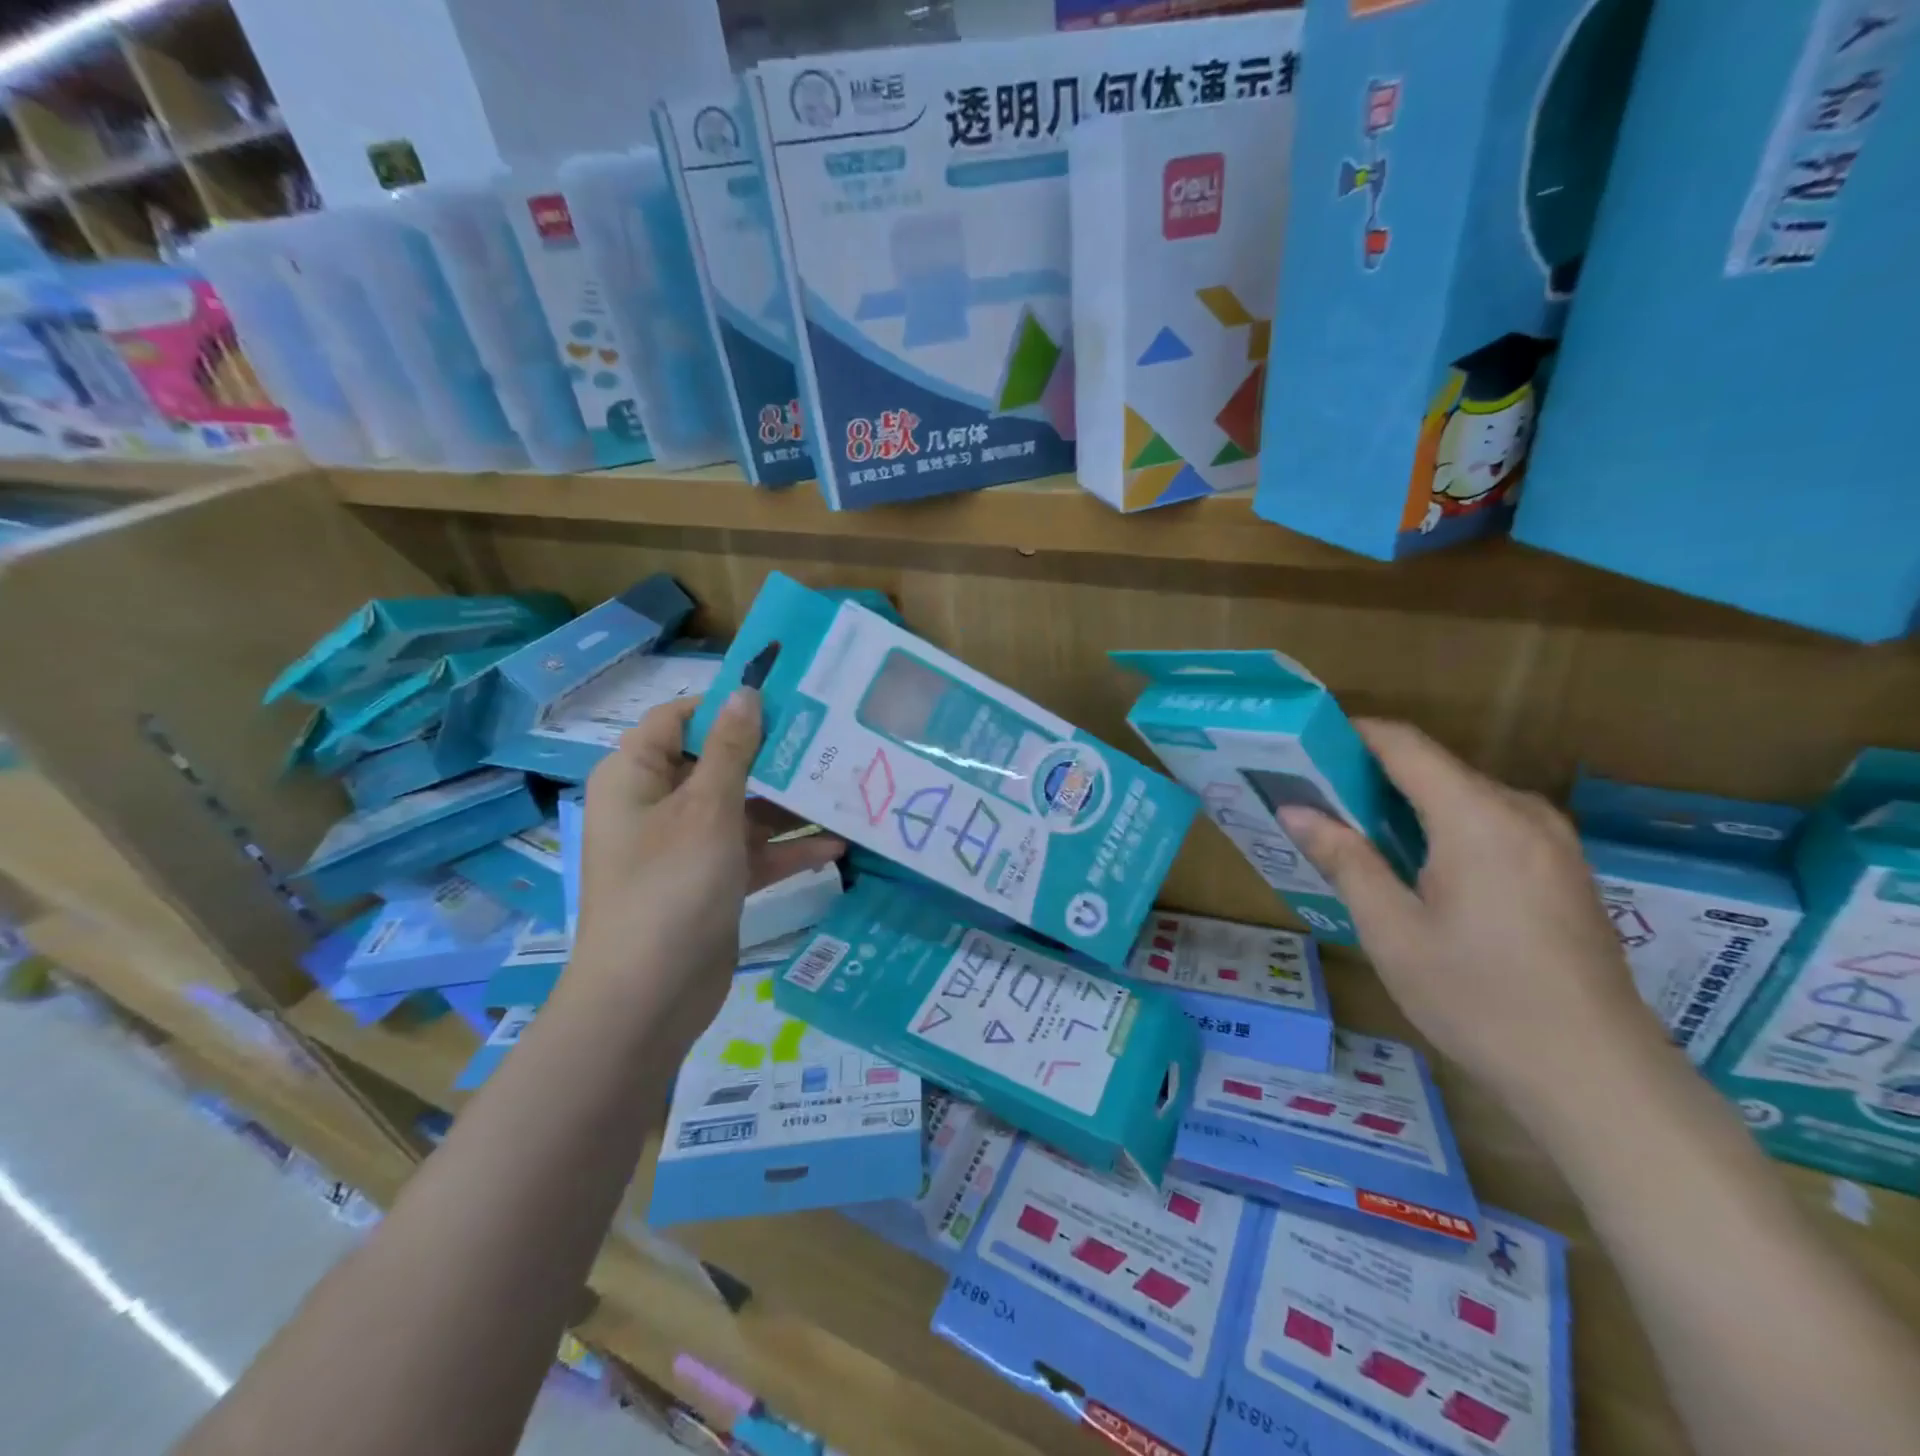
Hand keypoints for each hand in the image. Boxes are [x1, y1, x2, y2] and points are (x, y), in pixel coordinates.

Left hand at [571, 690, 844, 1045]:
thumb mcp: (706, 809)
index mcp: (637, 777)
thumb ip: (730, 749)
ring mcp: (686, 847)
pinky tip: (836, 846)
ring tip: (844, 788)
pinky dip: (786, 849)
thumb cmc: (671, 887)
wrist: (649, 999)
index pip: (680, 719)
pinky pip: (752, 853)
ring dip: (788, 806)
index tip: (783, 697)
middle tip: (829, 738)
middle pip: (719, 763)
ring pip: (742, 810)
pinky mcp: (712, 883)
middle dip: (772, 756)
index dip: (726, 705)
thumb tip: (744, 692)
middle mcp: (659, 805)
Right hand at [1277, 719, 1666, 1110]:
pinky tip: (1417, 869)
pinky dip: (1444, 829)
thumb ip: (1344, 858)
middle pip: (1435, 769)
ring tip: (1357, 835)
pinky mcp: (1565, 871)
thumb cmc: (1477, 998)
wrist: (1596, 1077)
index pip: (1405, 745)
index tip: (1305, 745)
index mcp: (1477, 817)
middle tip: (1317, 801)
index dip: (1353, 733)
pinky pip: (1492, 825)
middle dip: (1373, 775)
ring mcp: (1553, 842)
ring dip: (1408, 805)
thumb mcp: (1391, 929)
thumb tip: (1295, 809)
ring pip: (1464, 797)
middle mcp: (1522, 813)